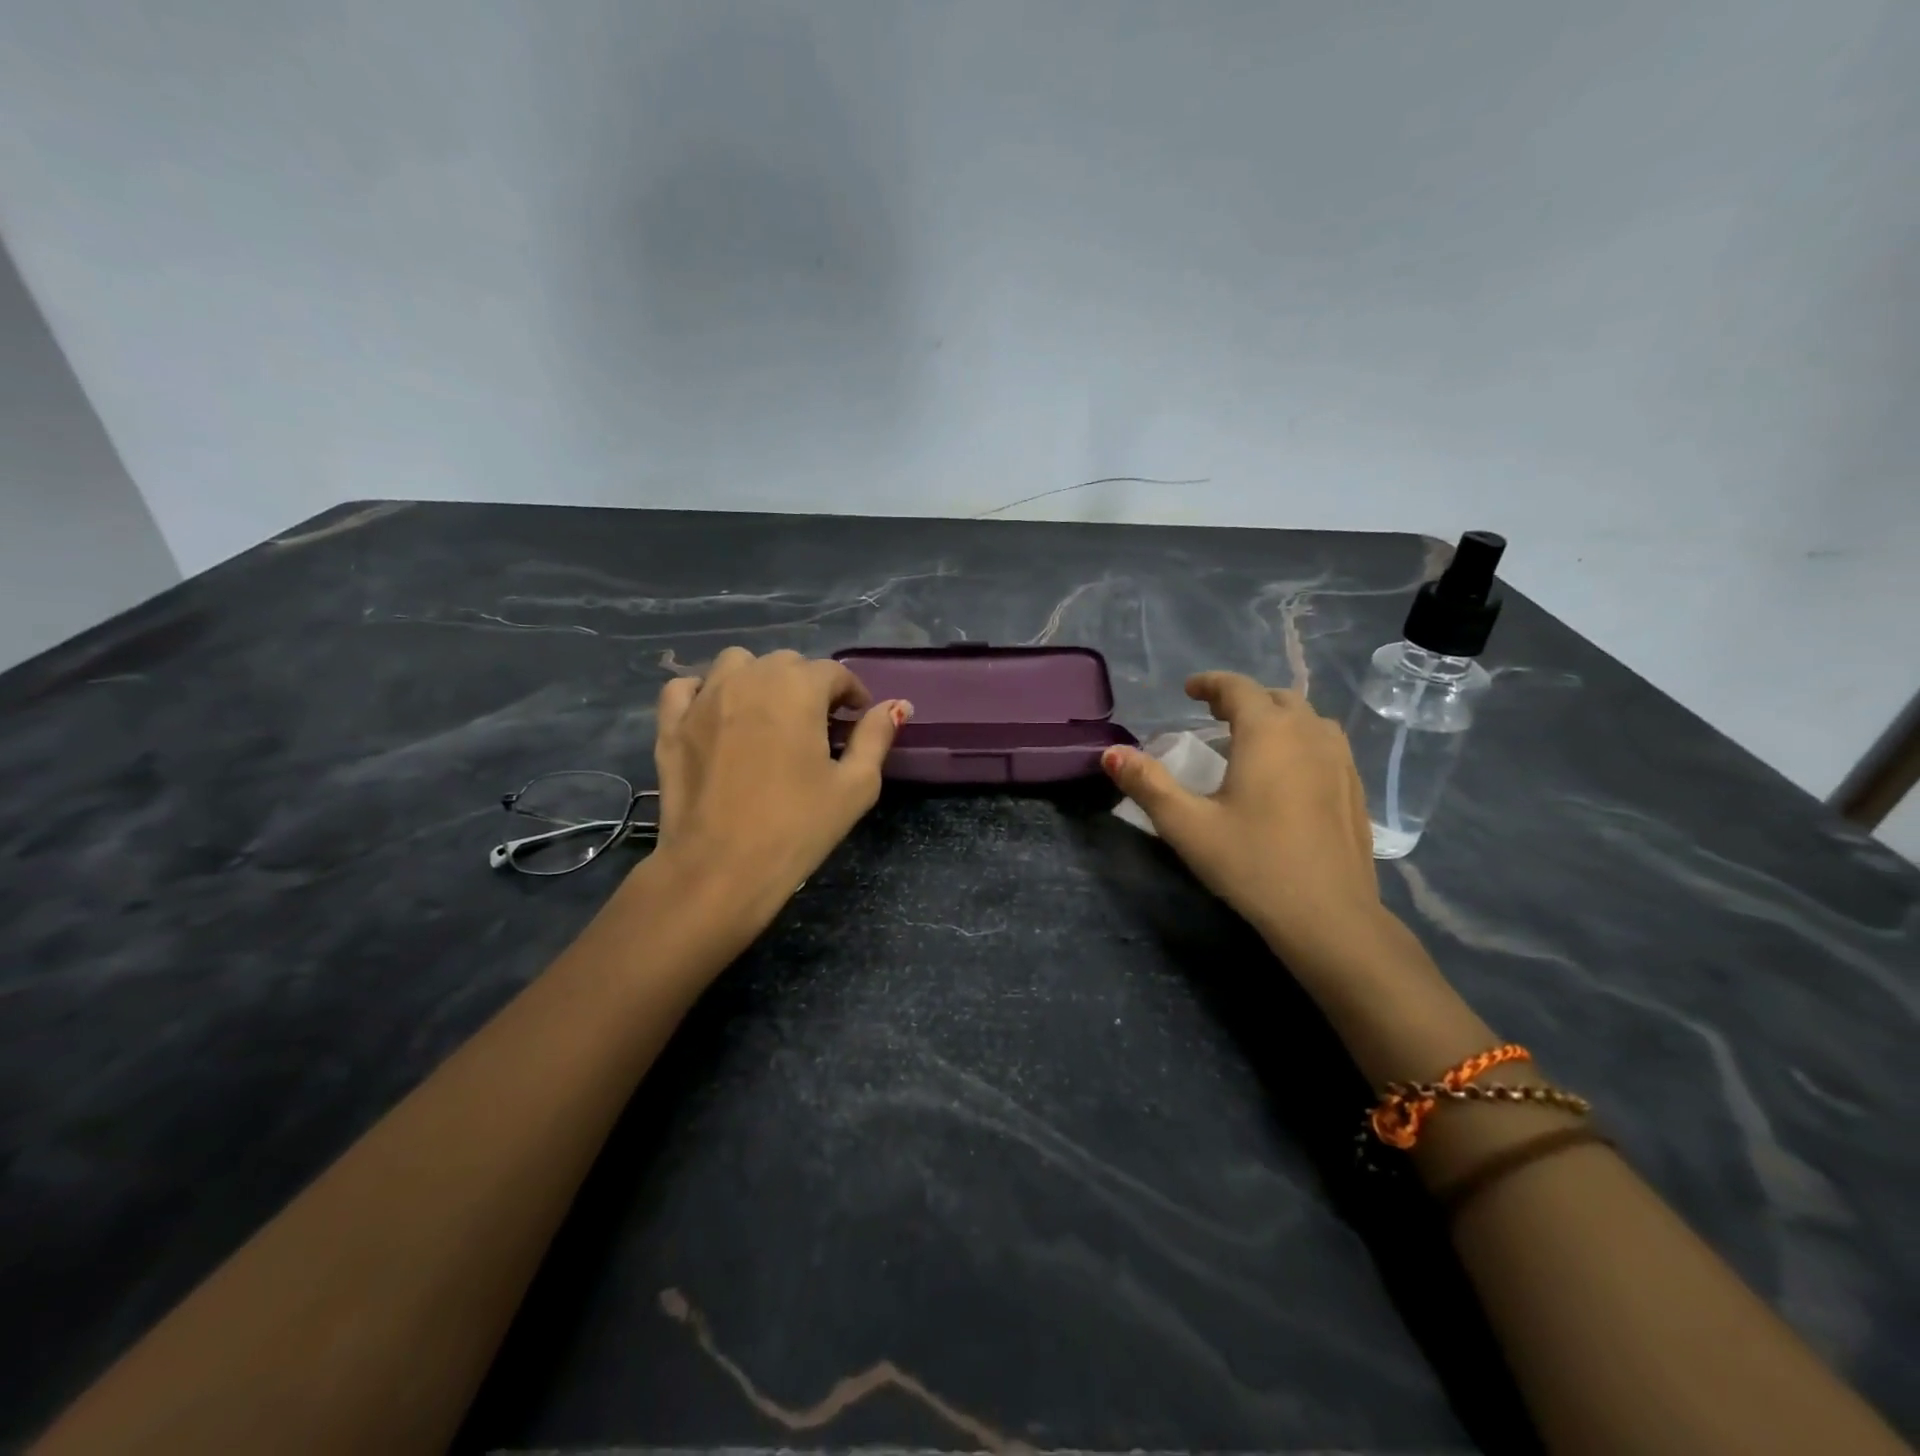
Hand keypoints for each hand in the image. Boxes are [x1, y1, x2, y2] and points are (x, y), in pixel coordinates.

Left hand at [648, 647, 909, 918]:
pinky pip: (686, 687)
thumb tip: (898, 705)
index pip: (834, 672)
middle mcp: (749, 678)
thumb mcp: (856, 785)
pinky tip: (717, 715)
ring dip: (759, 679)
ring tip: (768, 715)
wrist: (720, 869)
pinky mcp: (672, 724)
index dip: (852, 693)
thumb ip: (876, 737)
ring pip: (737, 664)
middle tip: (818, 725)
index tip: (858, 718)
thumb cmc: (797, 827)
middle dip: (808, 685)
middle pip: (787, 663)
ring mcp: (704, 699)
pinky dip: (704, 691)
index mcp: (798, 689)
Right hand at [1102, 672, 1382, 968]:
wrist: (1329, 916)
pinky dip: (1300, 740)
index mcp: (1267, 733)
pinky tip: (1287, 773)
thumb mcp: (1187, 825)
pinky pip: (1325, 744)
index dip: (1210, 684)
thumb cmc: (1252, 864)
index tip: (1189, 690)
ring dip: (1276, 717)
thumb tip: (1111, 753)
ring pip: (1306, 719)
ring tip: (1251, 740)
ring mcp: (1340, 760)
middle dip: (1242, 699)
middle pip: (1275, 698)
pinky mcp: (1355, 787)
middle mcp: (1309, 734)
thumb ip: (1147, 784)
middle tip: (1213, 715)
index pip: (1238, 688)